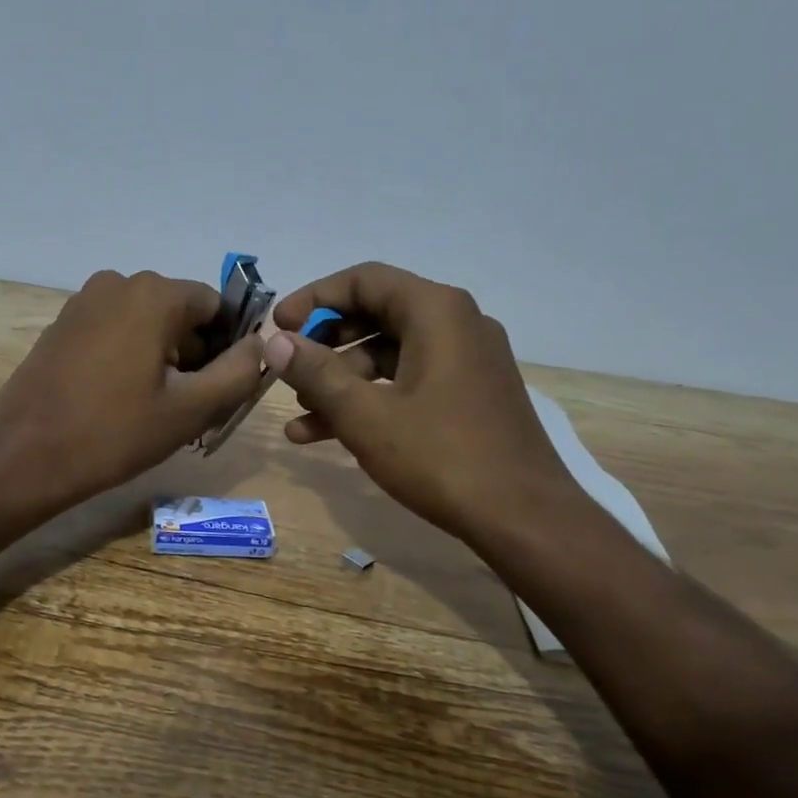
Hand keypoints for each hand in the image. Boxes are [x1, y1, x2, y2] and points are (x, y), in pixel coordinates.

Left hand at [0, 269, 266, 509]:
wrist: (26, 456)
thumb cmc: (114, 433)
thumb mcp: (191, 409)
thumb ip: (239, 372)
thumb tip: (262, 344)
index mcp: (154, 294)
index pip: (215, 307)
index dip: (227, 346)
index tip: (219, 388)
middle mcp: (118, 283)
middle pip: (179, 313)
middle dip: (193, 353)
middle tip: (189, 406)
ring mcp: (83, 302)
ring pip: (146, 323)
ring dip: (161, 357)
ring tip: (154, 408)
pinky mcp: (62, 324)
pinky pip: (114, 331)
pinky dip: (129, 356)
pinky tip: (119, 399)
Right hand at [266, 263, 582, 548]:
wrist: (523, 517)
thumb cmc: (440, 457)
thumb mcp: (365, 415)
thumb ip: (315, 372)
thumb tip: (274, 341)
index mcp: (437, 312)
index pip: (364, 280)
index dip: (313, 299)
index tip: (278, 327)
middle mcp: (456, 324)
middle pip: (375, 314)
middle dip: (324, 343)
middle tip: (287, 368)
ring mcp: (466, 361)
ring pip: (388, 355)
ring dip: (340, 380)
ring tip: (298, 415)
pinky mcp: (468, 395)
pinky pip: (408, 381)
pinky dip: (369, 399)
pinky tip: (324, 434)